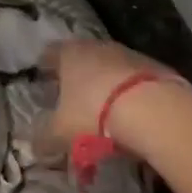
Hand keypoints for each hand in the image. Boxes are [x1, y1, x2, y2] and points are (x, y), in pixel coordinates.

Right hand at [40, 39, 181, 154]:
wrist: (155, 110)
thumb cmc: (95, 113)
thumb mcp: (61, 132)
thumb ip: (44, 138)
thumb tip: (35, 146)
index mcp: (70, 53)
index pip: (50, 53)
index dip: (45, 67)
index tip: (43, 80)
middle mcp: (98, 46)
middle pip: (82, 58)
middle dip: (77, 77)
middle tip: (72, 100)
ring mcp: (129, 54)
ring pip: (110, 68)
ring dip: (106, 86)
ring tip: (104, 112)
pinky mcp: (156, 68)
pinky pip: (135, 81)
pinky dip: (130, 94)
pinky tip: (132, 115)